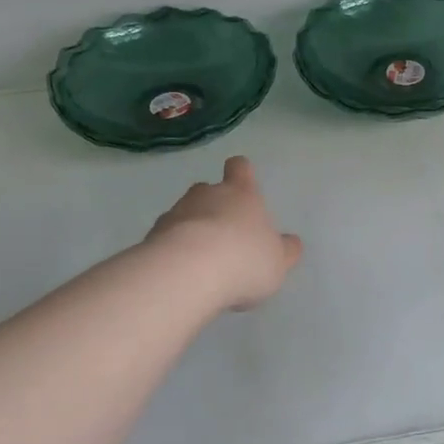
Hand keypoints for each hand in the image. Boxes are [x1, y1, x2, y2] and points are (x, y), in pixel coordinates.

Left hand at [146, 156, 303, 310]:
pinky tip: (181, 275)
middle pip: (208, 190)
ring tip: (201, 262)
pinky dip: (172, 251)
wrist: (188, 272)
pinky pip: (165, 238)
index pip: (240, 168)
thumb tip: (291, 243)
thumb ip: (284, 250)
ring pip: (184, 214)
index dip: (241, 173)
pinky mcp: (152, 236)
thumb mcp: (278, 261)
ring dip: (191, 230)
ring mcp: (176, 213)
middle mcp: (207, 195)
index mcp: (242, 194)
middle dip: (213, 206)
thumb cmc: (244, 259)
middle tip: (224, 235)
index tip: (242, 183)